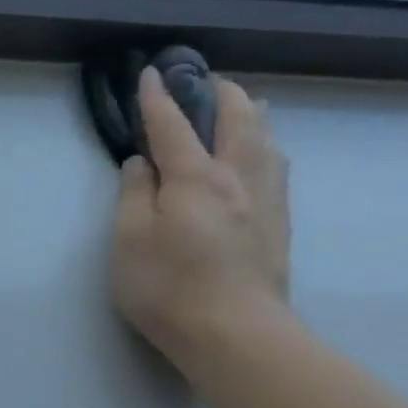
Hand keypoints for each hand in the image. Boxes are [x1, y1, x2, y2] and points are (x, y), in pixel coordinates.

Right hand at [110, 67, 290, 372]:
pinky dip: (263, 143)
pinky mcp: (278, 223)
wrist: (236, 334)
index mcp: (196, 178)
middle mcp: (238, 178)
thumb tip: (141, 163)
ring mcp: (265, 200)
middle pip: (237, 118)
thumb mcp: (129, 241)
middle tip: (201, 80)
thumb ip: (133, 195)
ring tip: (239, 106)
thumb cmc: (168, 287)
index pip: (173, 126)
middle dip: (217, 92)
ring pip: (266, 139)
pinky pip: (275, 164)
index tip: (150, 72)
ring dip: (249, 114)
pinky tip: (260, 154)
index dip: (158, 98)